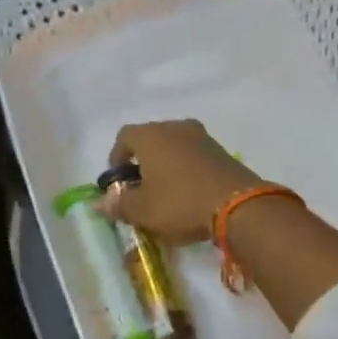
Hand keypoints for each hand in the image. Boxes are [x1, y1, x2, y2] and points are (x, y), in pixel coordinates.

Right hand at [104, 120, 262, 245]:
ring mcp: (203, 138)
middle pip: (151, 139)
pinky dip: (187, 170)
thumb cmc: (180, 203)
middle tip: (141, 189)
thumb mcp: (142, 210)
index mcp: (151, 136)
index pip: (124, 136)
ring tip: (165, 194)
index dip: (117, 158)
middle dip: (143, 162)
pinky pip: (195, 157)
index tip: (118, 181)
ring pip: (175, 147)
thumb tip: (98, 202)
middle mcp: (176, 128)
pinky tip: (189, 194)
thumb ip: (118, 204)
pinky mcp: (222, 152)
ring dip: (166, 166)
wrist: (238, 206)